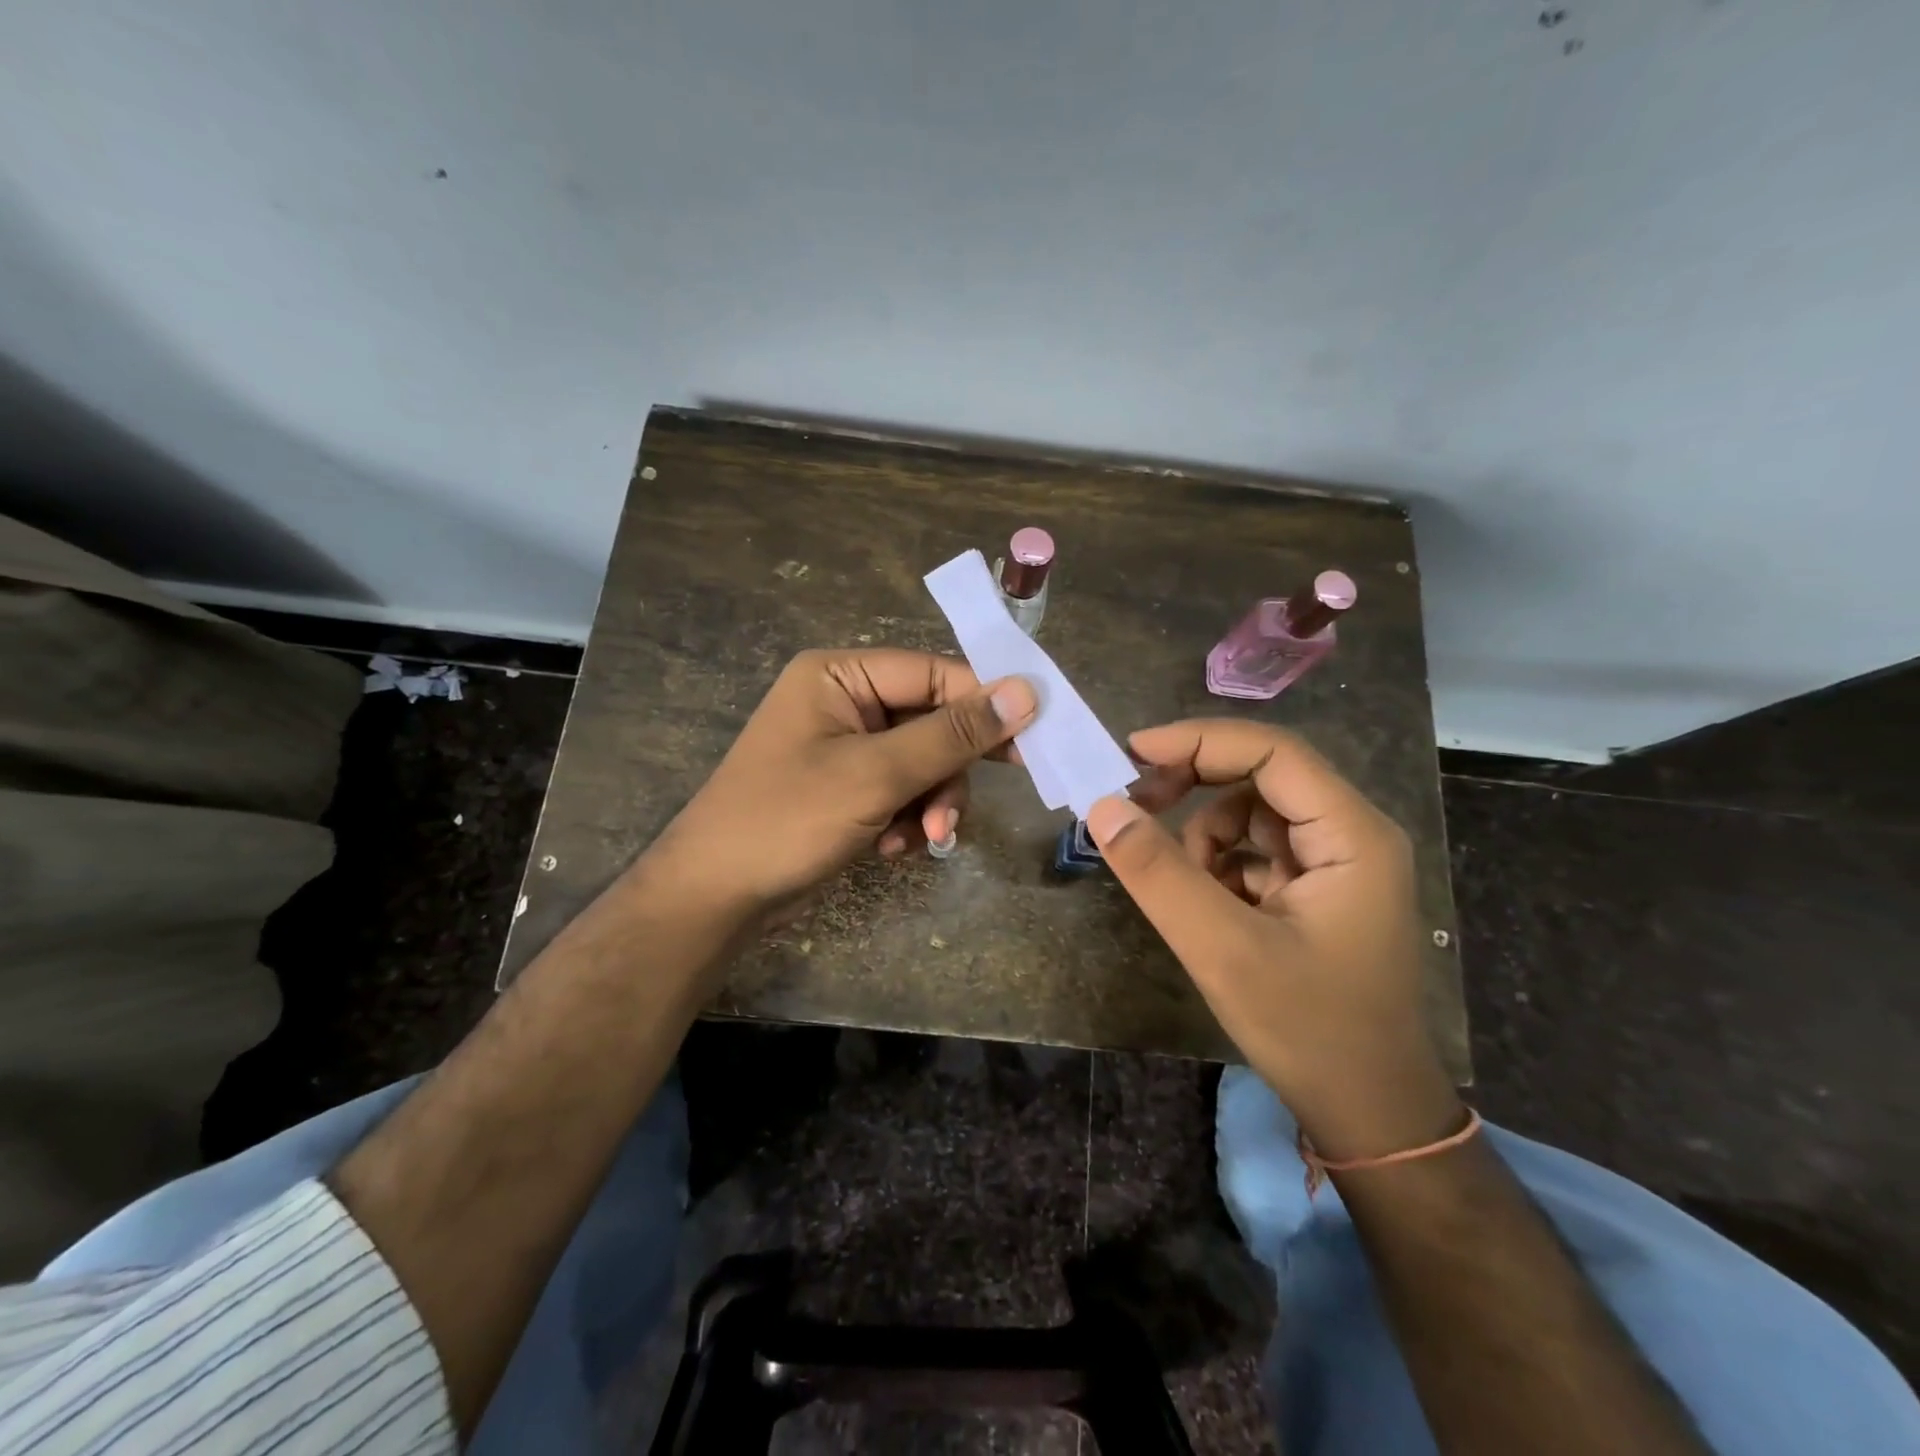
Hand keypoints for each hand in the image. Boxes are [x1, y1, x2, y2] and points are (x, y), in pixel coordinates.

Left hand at [649, 648, 1035, 919]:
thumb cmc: (788, 820)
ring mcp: (846, 747)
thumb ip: (952, 734)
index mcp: (840, 674)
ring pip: (924, 763)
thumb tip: (1026, 692)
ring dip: (930, 803)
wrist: (716, 897)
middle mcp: (844, 701)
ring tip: (918, 839)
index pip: (933, 674)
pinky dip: (906, 820)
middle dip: (947, 773)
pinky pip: (903, 791)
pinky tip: (888, 848)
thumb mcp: (876, 774)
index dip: (985, 702)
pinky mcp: (848, 787)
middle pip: (932, 722)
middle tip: (961, 811)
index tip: (1035, 734)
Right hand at [1086, 720, 1460, 1160]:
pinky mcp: (1317, 890)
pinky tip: (1209, 911)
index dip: (1199, 741)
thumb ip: (1159, 874)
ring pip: (1250, 814)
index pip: (1272, 751)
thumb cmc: (1309, 1030)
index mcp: (1351, 834)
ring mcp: (1336, 862)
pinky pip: (1253, 852)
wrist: (1370, 1113)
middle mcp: (1351, 834)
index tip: (1132, 754)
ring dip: (1204, 838)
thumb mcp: (1222, 950)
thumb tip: (1101, 807)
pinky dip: (1218, 868)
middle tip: (1135, 806)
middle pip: (1260, 775)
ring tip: (1185, 892)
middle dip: (1194, 786)